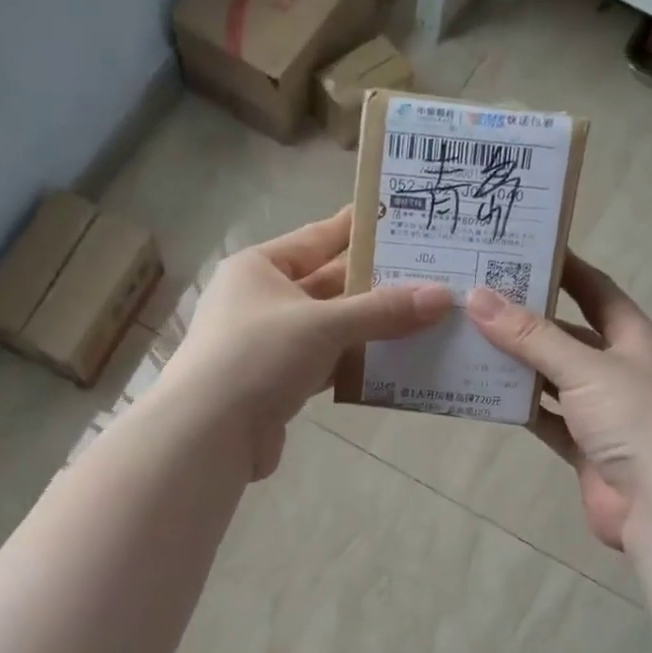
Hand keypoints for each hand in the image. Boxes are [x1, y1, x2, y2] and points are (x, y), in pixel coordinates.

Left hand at [158, 206, 451, 480]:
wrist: (209, 433)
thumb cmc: (258, 356)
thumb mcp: (323, 324)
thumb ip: (382, 311)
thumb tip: (442, 297)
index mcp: (259, 268)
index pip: (316, 238)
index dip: (356, 229)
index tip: (399, 219)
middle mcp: (262, 301)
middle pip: (328, 285)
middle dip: (375, 284)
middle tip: (428, 273)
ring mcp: (270, 345)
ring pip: (330, 328)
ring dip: (371, 327)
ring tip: (424, 317)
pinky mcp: (279, 384)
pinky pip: (327, 364)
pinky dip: (356, 363)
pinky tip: (394, 361)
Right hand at [466, 256, 651, 550]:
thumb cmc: (635, 420)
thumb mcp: (584, 368)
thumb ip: (531, 336)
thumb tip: (478, 297)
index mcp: (632, 337)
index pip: (595, 289)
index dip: (564, 268)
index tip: (521, 249)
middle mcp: (617, 368)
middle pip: (567, 334)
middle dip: (528, 318)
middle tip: (478, 298)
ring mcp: (600, 410)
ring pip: (552, 378)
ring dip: (518, 364)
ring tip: (469, 340)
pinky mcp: (584, 446)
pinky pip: (545, 418)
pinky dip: (520, 407)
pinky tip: (485, 393)